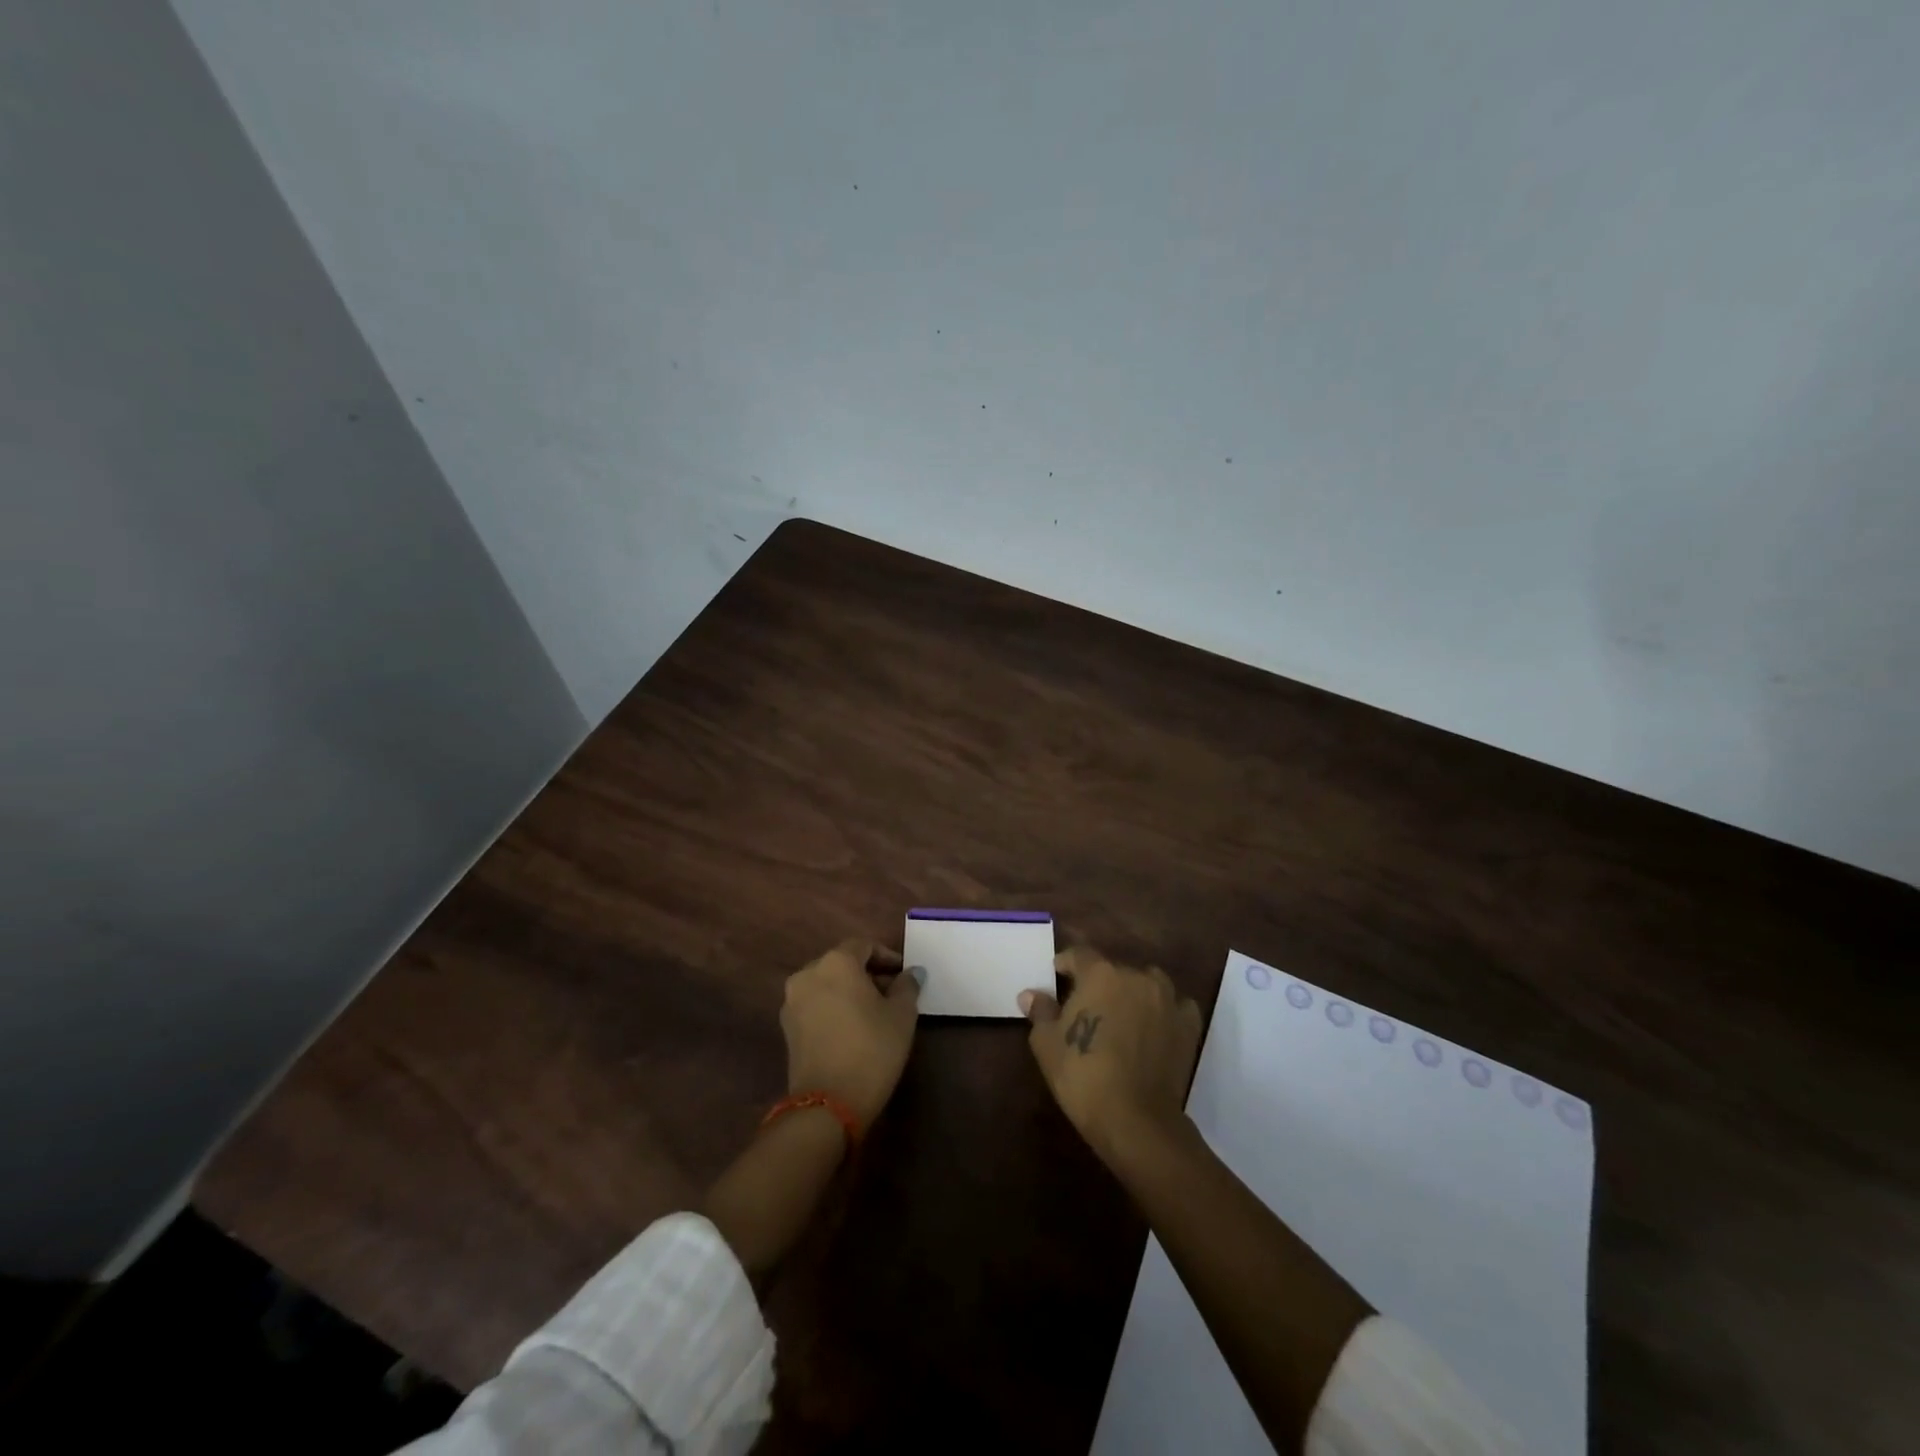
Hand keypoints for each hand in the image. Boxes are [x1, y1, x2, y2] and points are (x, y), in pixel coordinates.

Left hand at [781, 939, 921, 1128]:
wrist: (828, 1104)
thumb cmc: (872, 1049)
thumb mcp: (902, 1015)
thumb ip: (907, 986)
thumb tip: (911, 972)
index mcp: (836, 962)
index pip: (864, 946)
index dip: (887, 957)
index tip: (904, 974)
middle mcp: (808, 973)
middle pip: (842, 963)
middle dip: (868, 974)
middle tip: (892, 994)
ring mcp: (793, 1000)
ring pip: (827, 983)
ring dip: (849, 991)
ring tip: (873, 1012)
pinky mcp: (787, 1027)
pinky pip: (815, 1004)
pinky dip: (833, 1007)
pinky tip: (851, 1028)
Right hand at [1021, 945, 1202, 1162]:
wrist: (1134, 1118)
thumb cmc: (1082, 1075)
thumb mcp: (1047, 1043)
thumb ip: (1041, 1011)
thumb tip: (1030, 994)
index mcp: (1100, 973)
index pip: (1079, 954)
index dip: (1066, 964)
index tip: (1057, 976)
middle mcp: (1136, 976)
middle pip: (1114, 970)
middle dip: (1100, 983)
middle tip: (1088, 1006)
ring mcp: (1166, 999)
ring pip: (1147, 983)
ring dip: (1134, 992)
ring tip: (1123, 1015)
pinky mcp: (1188, 1025)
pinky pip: (1176, 1006)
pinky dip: (1165, 1012)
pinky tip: (1155, 1028)